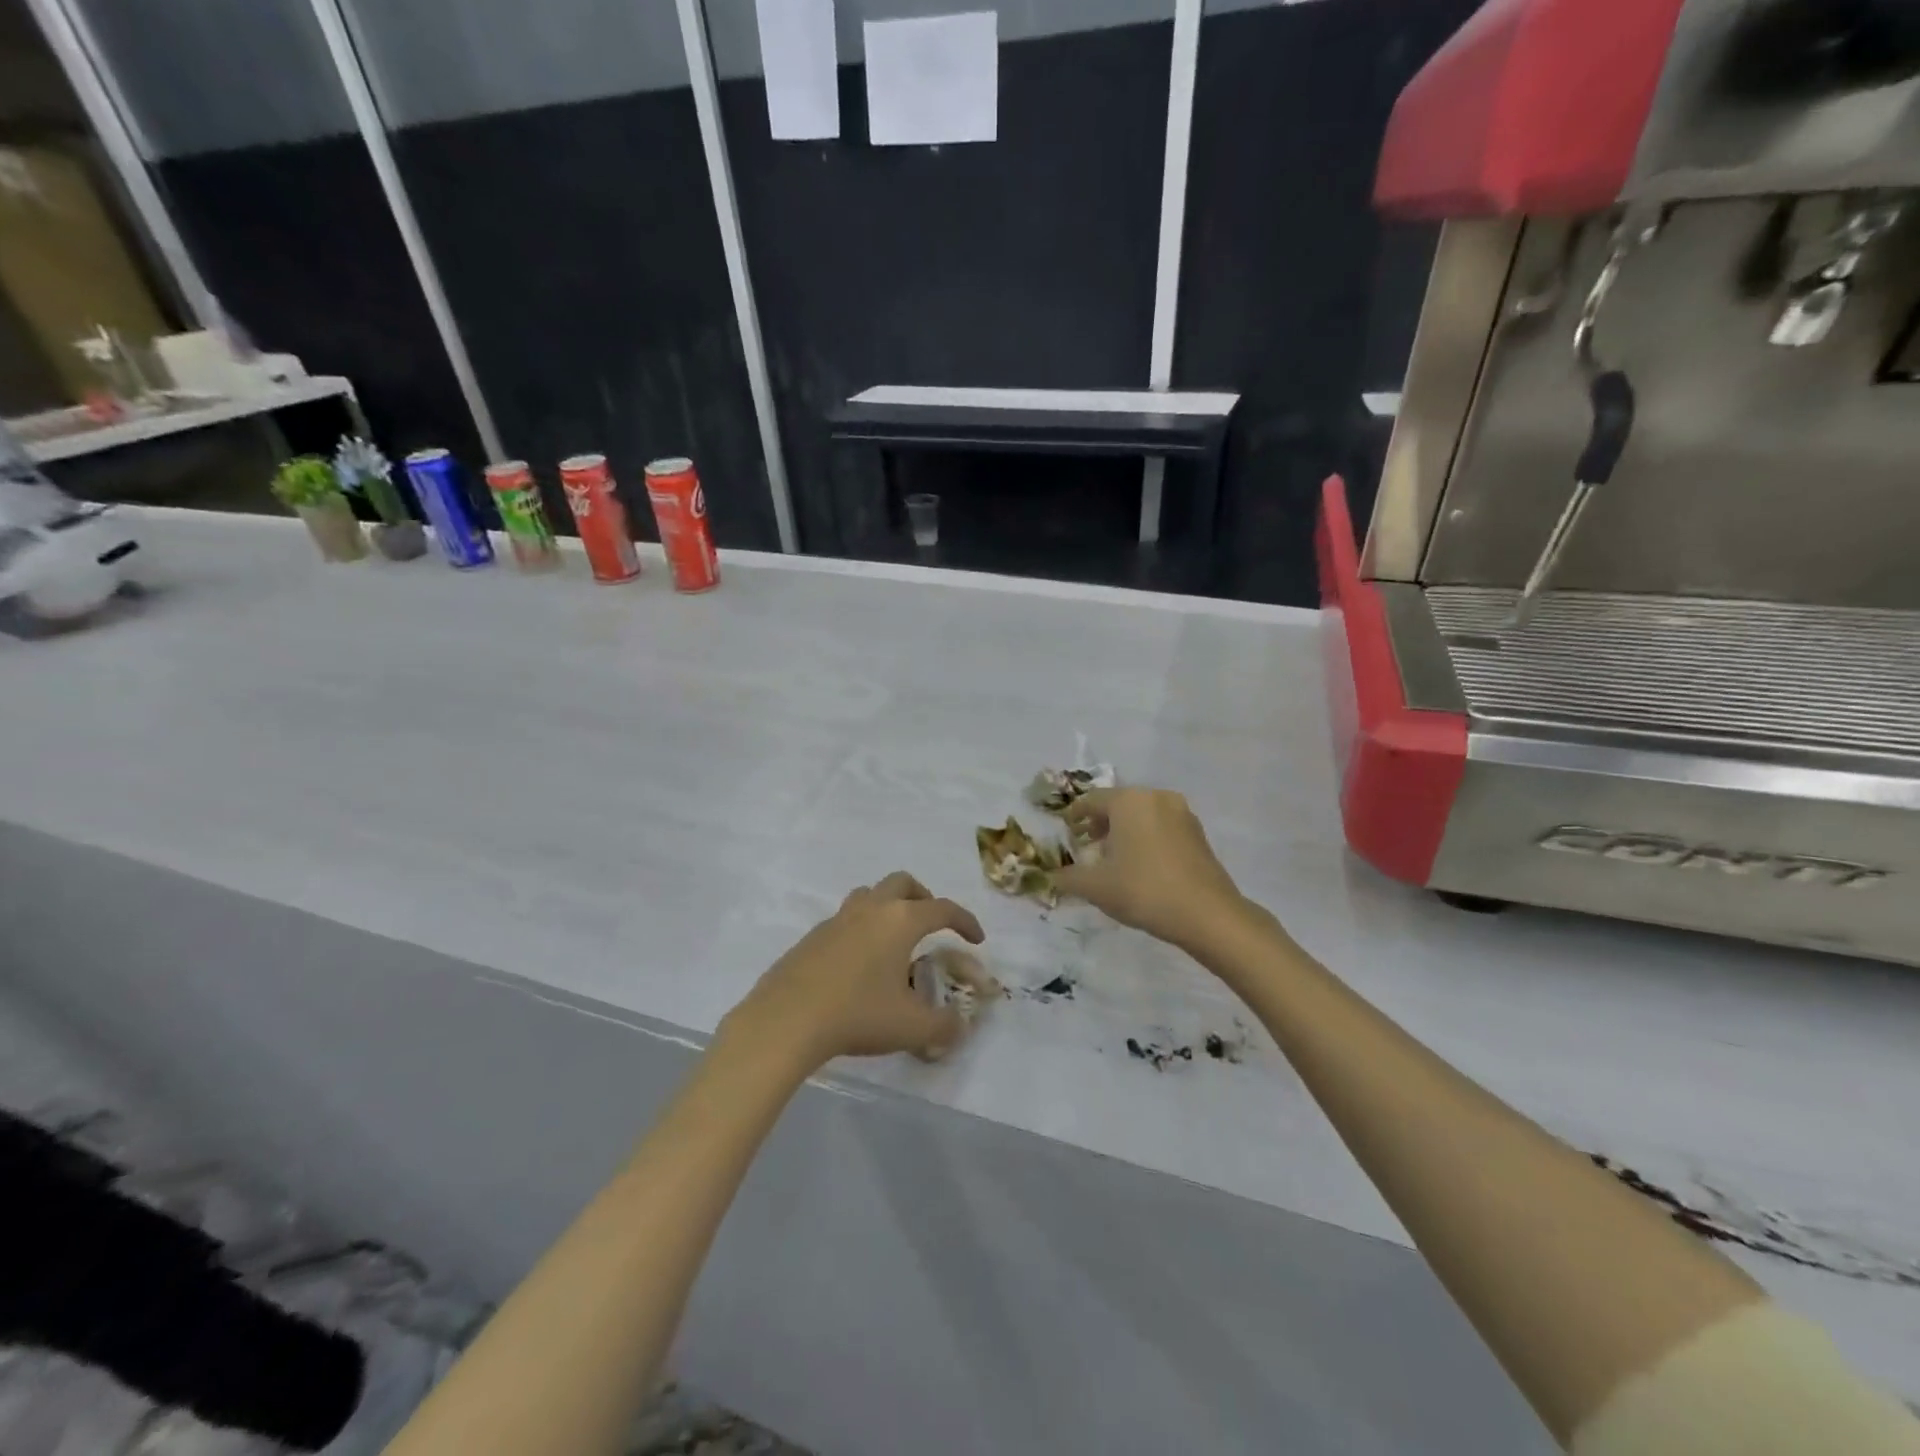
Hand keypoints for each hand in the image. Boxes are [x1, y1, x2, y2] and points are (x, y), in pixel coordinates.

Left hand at [725, 873, 985, 1071]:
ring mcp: (837, 920)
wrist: (786, 1020)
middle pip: (902, 883)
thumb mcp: (911, 1028)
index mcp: (901, 921)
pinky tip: (859, 964)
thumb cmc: (858, 1015)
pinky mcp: (812, 937)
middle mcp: (871, 909)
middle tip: (931, 923)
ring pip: (869, 895)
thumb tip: (959, 1026)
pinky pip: (845, 920)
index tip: (976, 939)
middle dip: (923, 897)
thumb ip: (943, 1026)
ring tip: (894, 939)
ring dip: (888, 906)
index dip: (965, 921)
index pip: (943, 909)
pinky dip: (861, 930)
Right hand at [1055, 787, 1247, 949]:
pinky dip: (1147, 838)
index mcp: (1129, 801)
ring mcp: (1182, 814)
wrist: (1207, 914)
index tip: (1066, 830)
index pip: (1092, 800)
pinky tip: (1141, 865)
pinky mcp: (1199, 834)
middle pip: (1119, 804)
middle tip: (1087, 845)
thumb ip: (1068, 878)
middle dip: (1101, 823)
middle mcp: (1156, 798)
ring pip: (1143, 815)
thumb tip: (1051, 876)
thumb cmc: (1144, 890)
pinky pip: (1163, 827)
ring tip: (1113, 858)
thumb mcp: (1095, 887)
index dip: (1075, 815)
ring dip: (1125, 831)